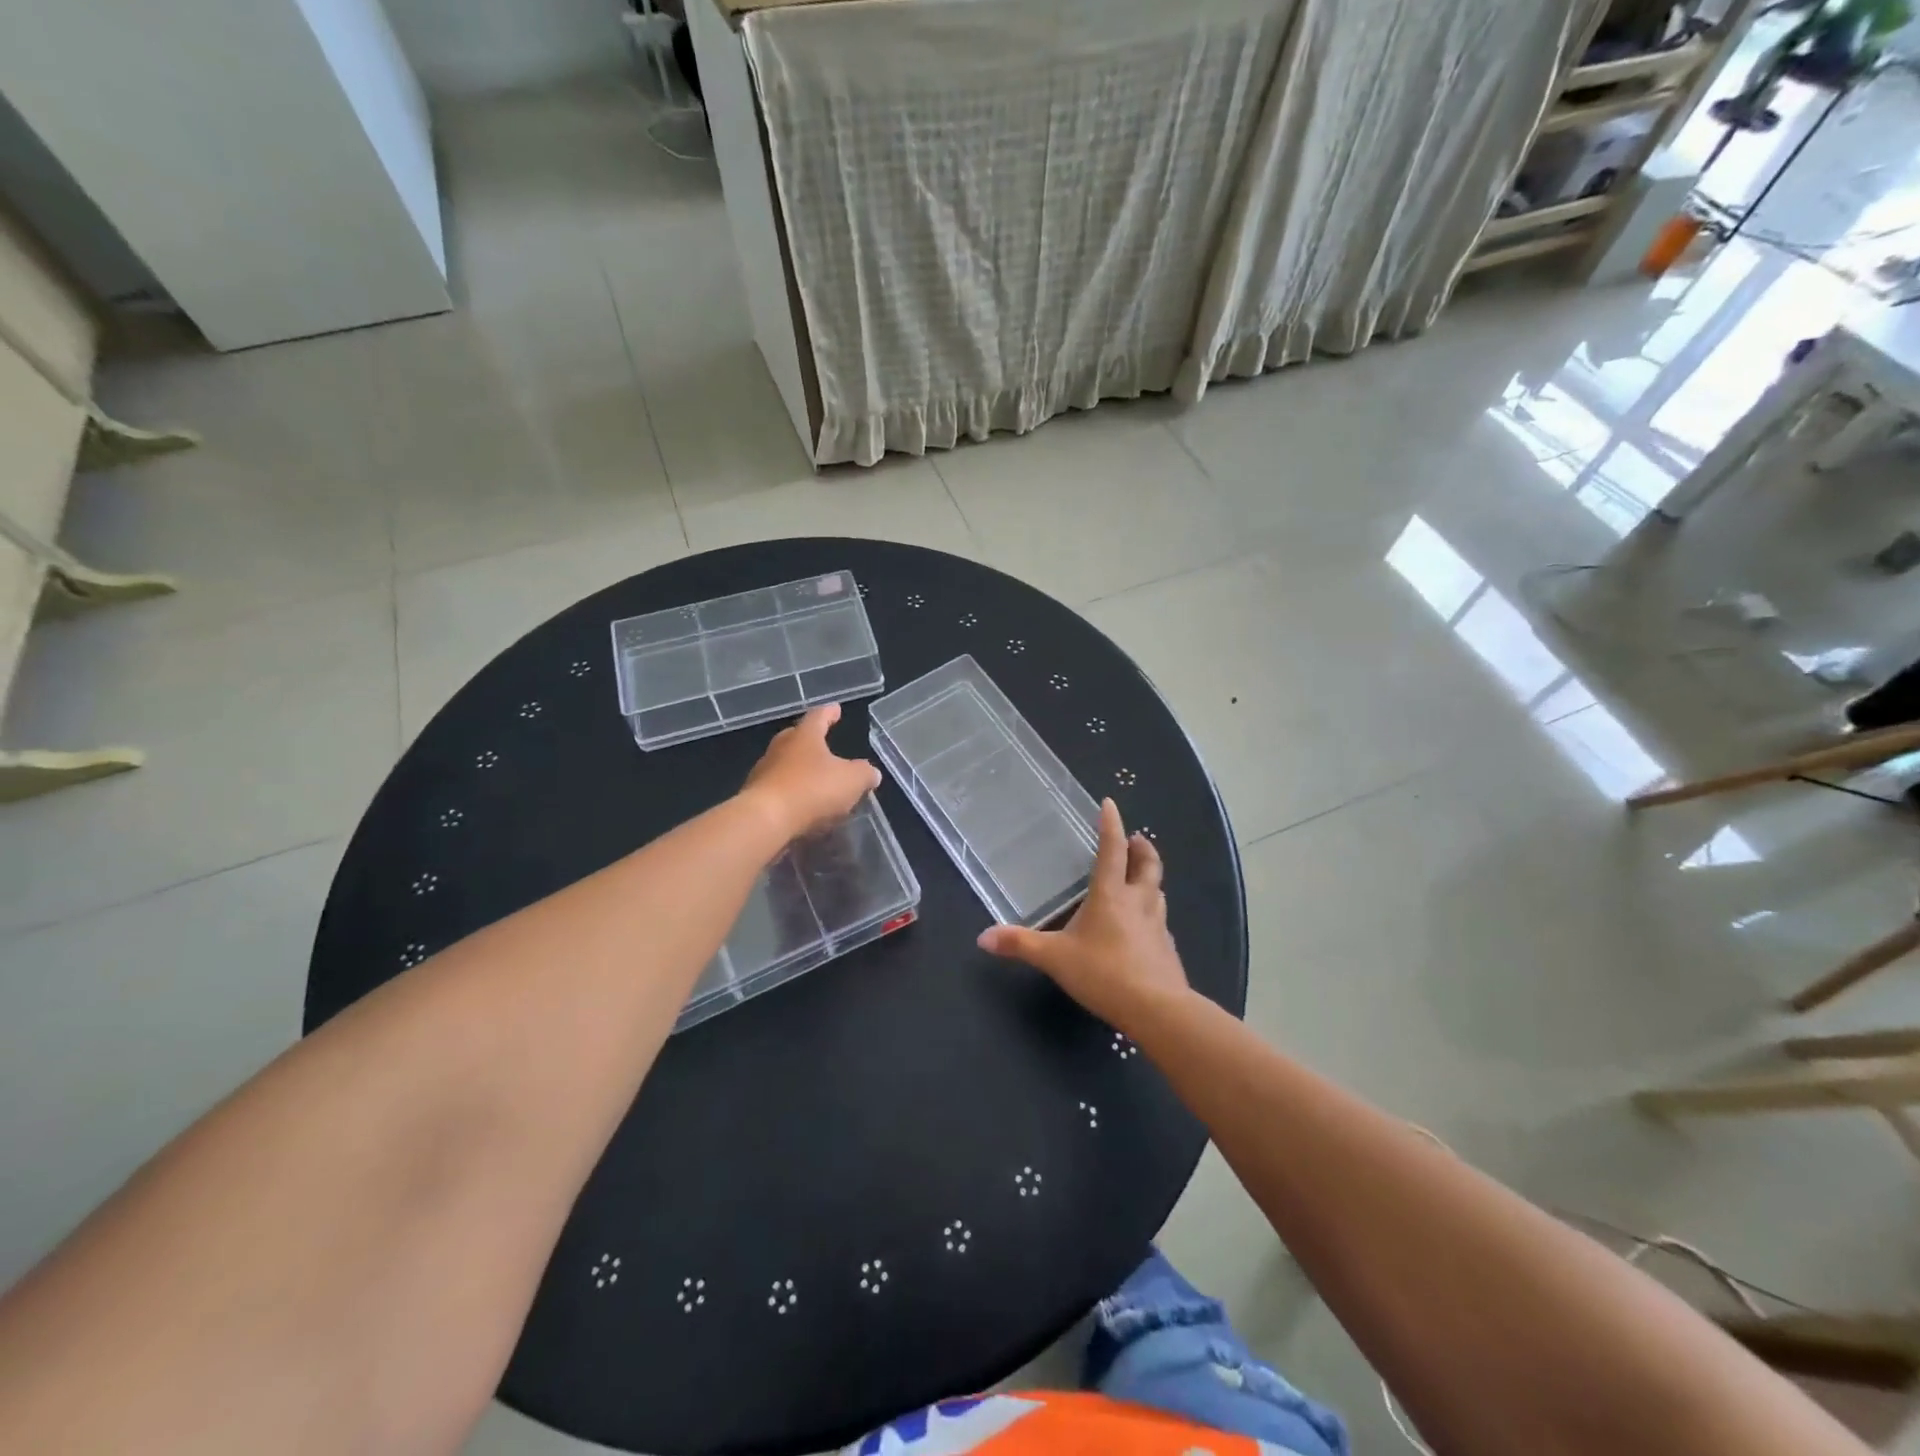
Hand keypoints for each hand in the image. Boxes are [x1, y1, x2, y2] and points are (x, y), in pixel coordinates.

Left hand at [740, 704, 881, 842]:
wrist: (766, 820)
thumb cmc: (813, 790)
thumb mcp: (852, 780)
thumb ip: (865, 774)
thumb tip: (871, 773)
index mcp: (805, 736)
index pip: (819, 716)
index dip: (830, 713)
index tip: (836, 709)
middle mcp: (781, 748)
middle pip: (797, 738)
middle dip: (811, 740)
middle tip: (824, 743)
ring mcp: (764, 772)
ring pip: (786, 764)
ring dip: (801, 770)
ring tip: (817, 780)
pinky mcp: (756, 797)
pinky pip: (779, 789)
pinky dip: (792, 793)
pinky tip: (803, 805)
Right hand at [977, 799, 1188, 1032]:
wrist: (1157, 1009)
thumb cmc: (1103, 973)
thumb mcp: (1054, 958)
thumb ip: (1020, 945)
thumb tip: (983, 937)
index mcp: (1110, 895)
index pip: (1112, 849)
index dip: (1111, 824)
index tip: (1109, 804)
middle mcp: (1138, 902)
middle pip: (1147, 865)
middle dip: (1142, 848)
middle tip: (1137, 838)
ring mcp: (1158, 925)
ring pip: (1158, 891)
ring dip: (1150, 879)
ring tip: (1140, 878)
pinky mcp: (1167, 949)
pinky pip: (1160, 921)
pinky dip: (1153, 914)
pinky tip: (1144, 927)